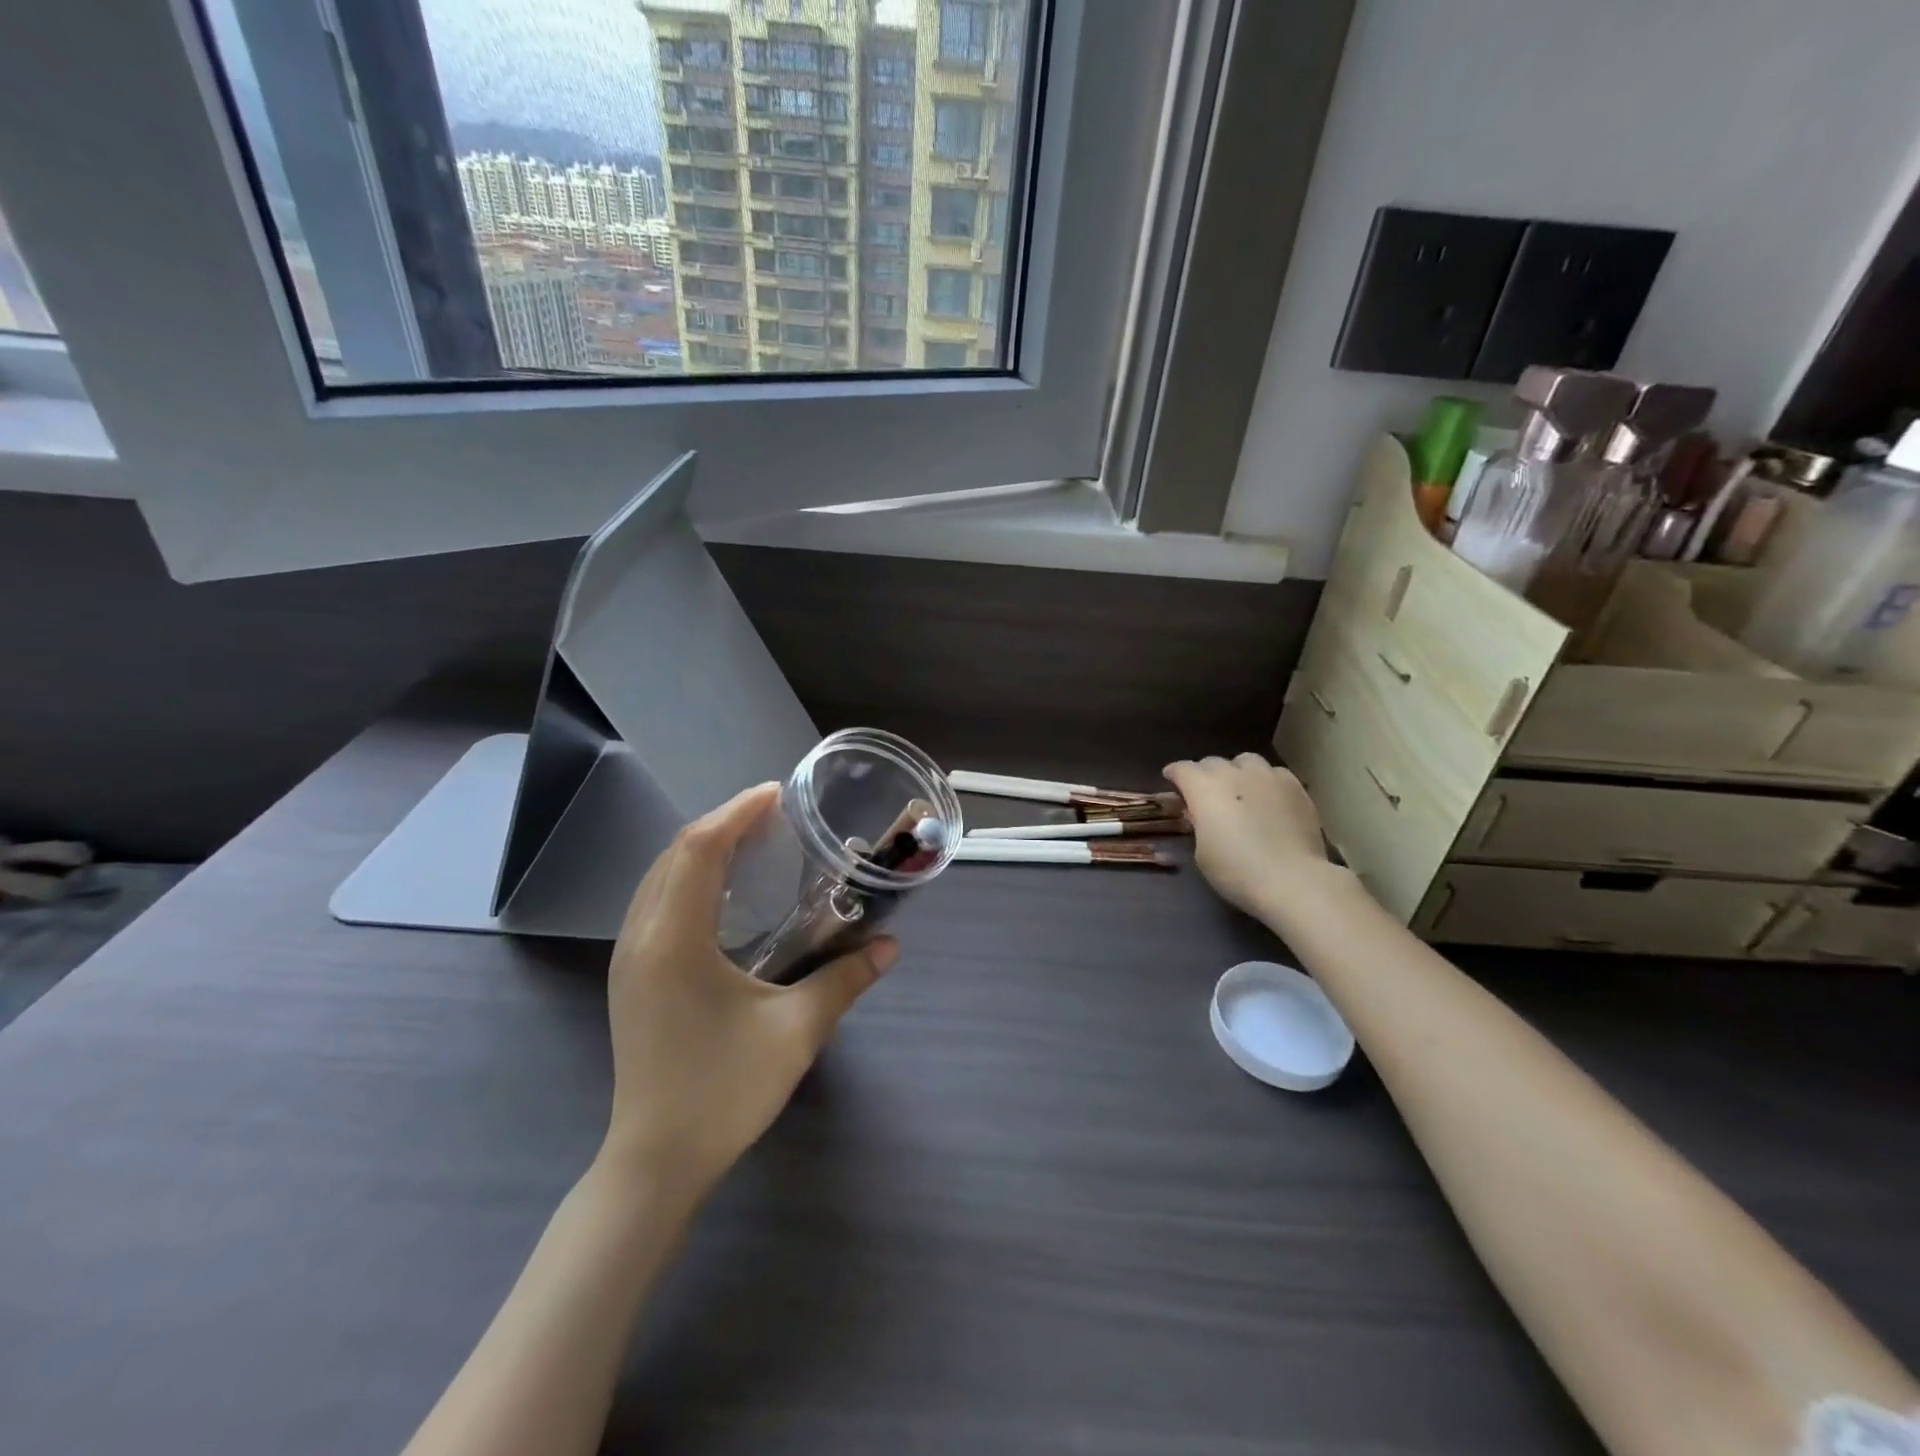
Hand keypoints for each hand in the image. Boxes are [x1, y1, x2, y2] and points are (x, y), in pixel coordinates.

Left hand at [598, 784, 897, 1201]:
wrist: (654, 1162)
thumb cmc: (723, 1092)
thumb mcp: (795, 1031)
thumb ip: (845, 979)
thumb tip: (890, 945)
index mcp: (674, 940)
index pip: (699, 850)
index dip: (736, 813)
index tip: (776, 794)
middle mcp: (641, 937)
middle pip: (674, 854)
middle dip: (721, 823)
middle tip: (771, 813)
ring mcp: (629, 958)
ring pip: (659, 877)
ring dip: (701, 848)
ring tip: (750, 840)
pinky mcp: (631, 976)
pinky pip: (655, 902)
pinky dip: (688, 877)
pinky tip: (721, 891)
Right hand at [1164, 754, 1338, 919]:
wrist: (1292, 880)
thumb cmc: (1236, 871)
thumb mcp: (1202, 852)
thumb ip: (1198, 824)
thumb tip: (1201, 814)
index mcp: (1203, 788)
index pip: (1182, 768)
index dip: (1174, 775)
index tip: (1172, 783)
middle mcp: (1233, 773)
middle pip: (1212, 762)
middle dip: (1204, 774)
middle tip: (1207, 794)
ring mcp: (1267, 776)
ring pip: (1246, 761)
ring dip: (1237, 772)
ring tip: (1241, 790)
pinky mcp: (1295, 786)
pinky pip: (1274, 773)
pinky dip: (1266, 781)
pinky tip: (1270, 799)